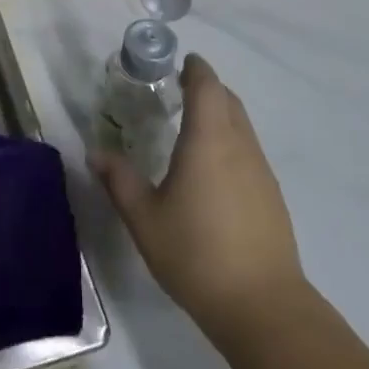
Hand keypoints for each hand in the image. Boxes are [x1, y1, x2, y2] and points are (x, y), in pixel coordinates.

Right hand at [89, 55, 305, 345]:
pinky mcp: (272, 194)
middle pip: (228, 100)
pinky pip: (249, 150)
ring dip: (220, 114)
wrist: (262, 306)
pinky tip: (212, 170)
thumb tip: (96, 152)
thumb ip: (119, 180)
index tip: (178, 62)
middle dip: (206, 87)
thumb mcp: (144, 218)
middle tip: (177, 91)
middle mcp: (239, 145)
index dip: (195, 68)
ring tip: (191, 128)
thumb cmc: (196, 254)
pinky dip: (230, 141)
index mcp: (208, 140)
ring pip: (242, 124)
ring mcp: (261, 170)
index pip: (206, 85)